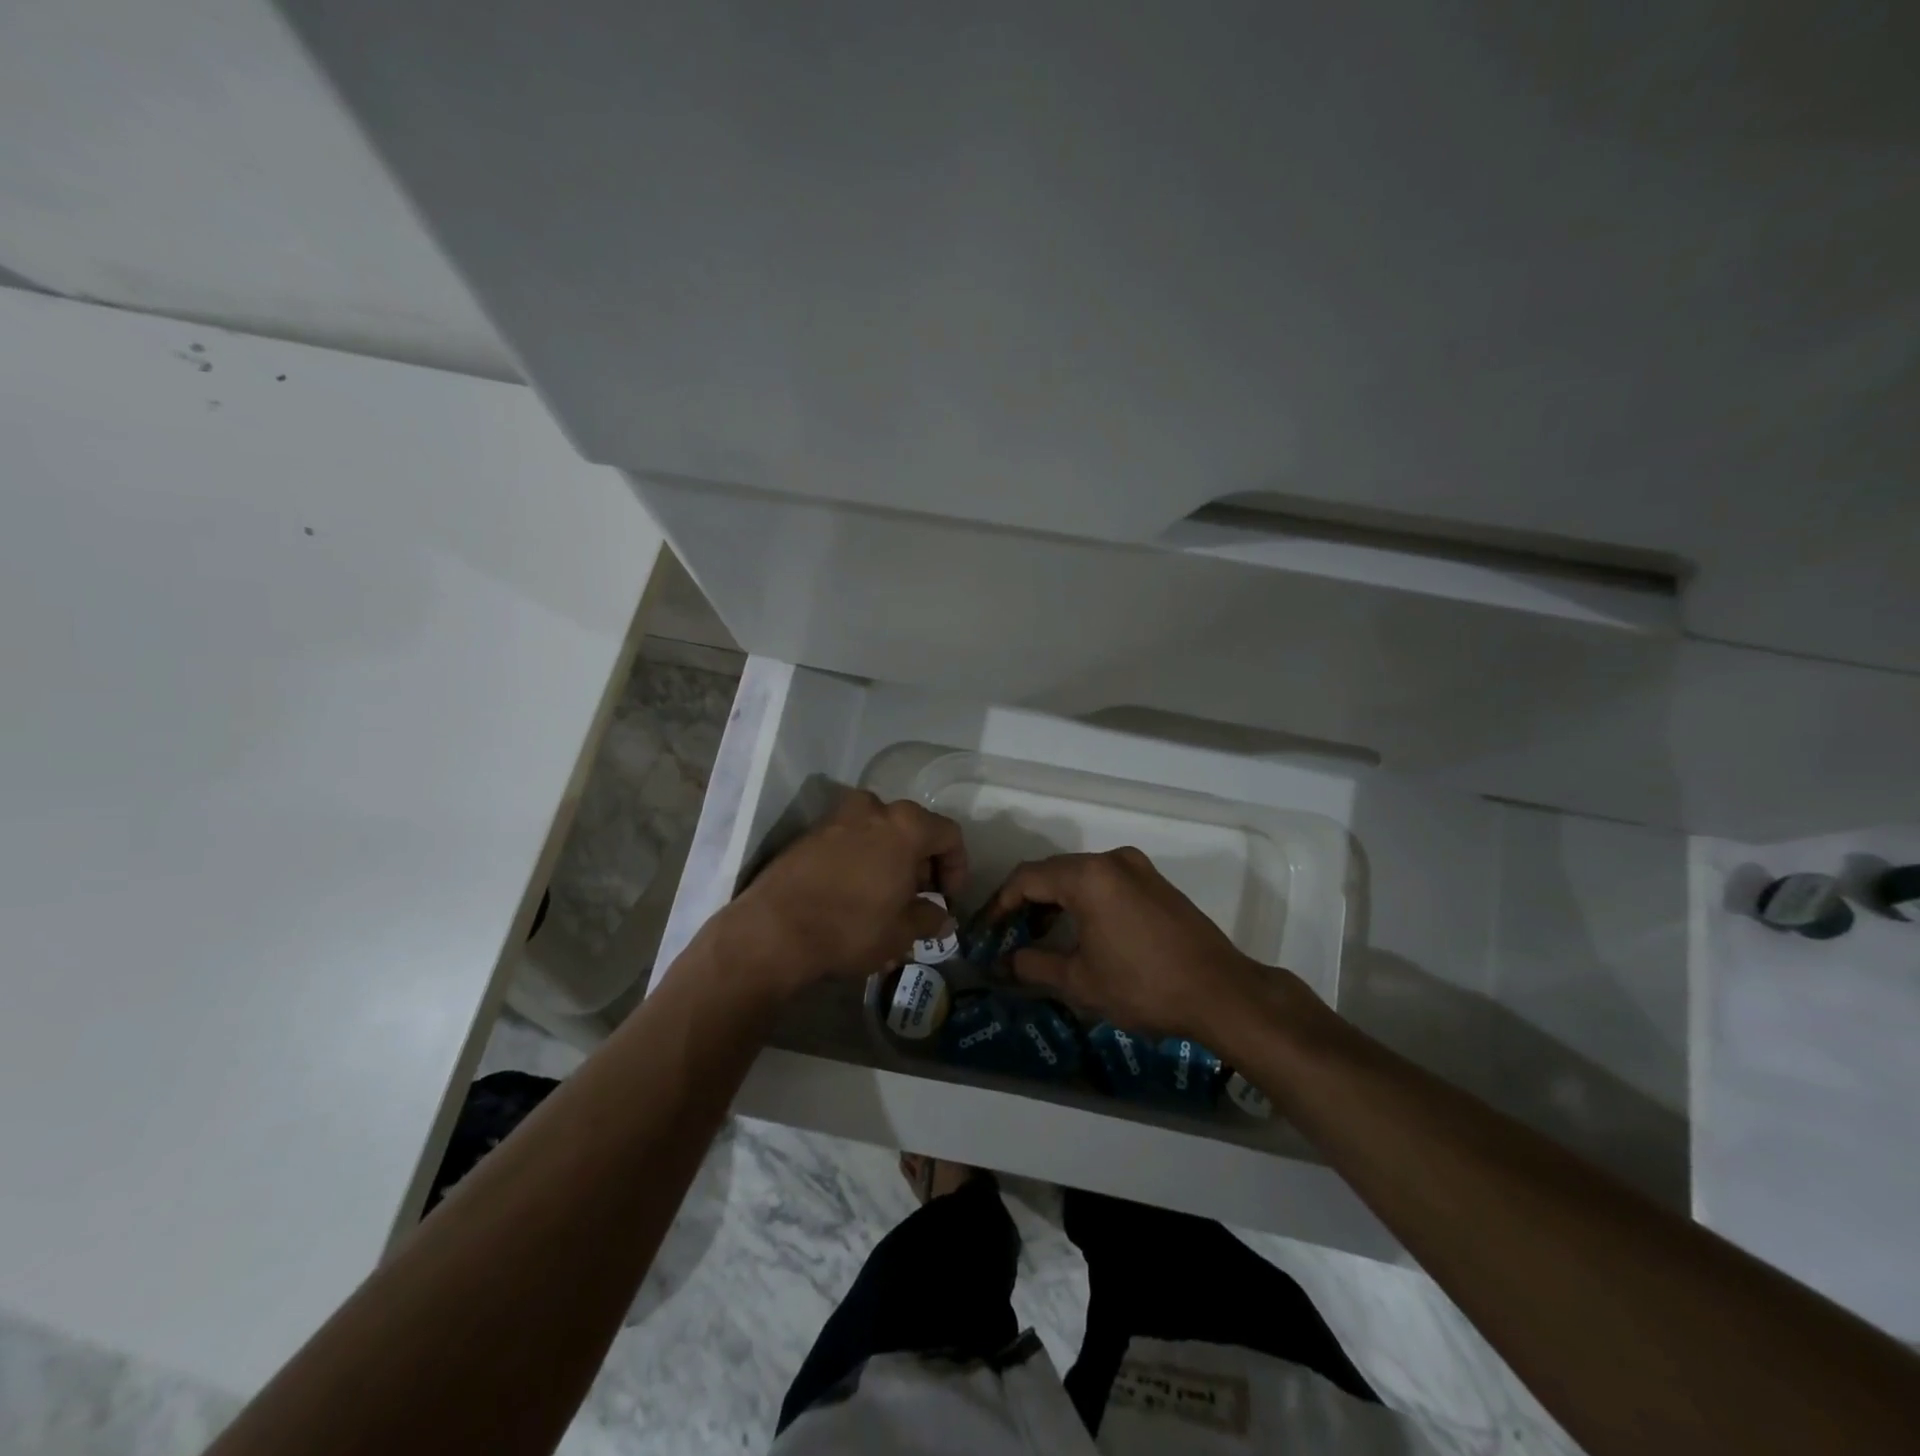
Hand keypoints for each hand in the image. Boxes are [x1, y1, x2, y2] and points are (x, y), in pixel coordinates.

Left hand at [714, 790, 966, 996]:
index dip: (957, 867)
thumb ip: (930, 918)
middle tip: (918, 899)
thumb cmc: (851, 927)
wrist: (774, 930)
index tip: (948, 898)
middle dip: (921, 863)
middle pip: (913, 829)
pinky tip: (854, 893)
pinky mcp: (810, 833)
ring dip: (890, 860)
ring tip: (885, 897)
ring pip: (878, 832)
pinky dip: (861, 859)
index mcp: (905, 825)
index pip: (949, 835)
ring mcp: (837, 817)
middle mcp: (873, 809)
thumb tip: (944, 918)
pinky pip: (850, 839)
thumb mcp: (901, 932)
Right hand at [988, 847, 1312, 1044]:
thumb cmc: (1143, 986)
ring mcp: (1137, 868)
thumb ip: (1034, 965)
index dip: (1000, 904)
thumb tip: (1003, 963)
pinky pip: (1106, 882)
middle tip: (1007, 935)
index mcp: (1088, 876)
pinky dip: (1083, 900)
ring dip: (1054, 901)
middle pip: (1053, 872)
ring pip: (1080, 876)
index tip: (986, 931)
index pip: (1027, 878)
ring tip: (1038, 935)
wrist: (1221, 993)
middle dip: (1025, 902)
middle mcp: (1111, 860)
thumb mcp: (1080, 981)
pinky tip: (1079, 930)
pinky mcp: (1156, 883)